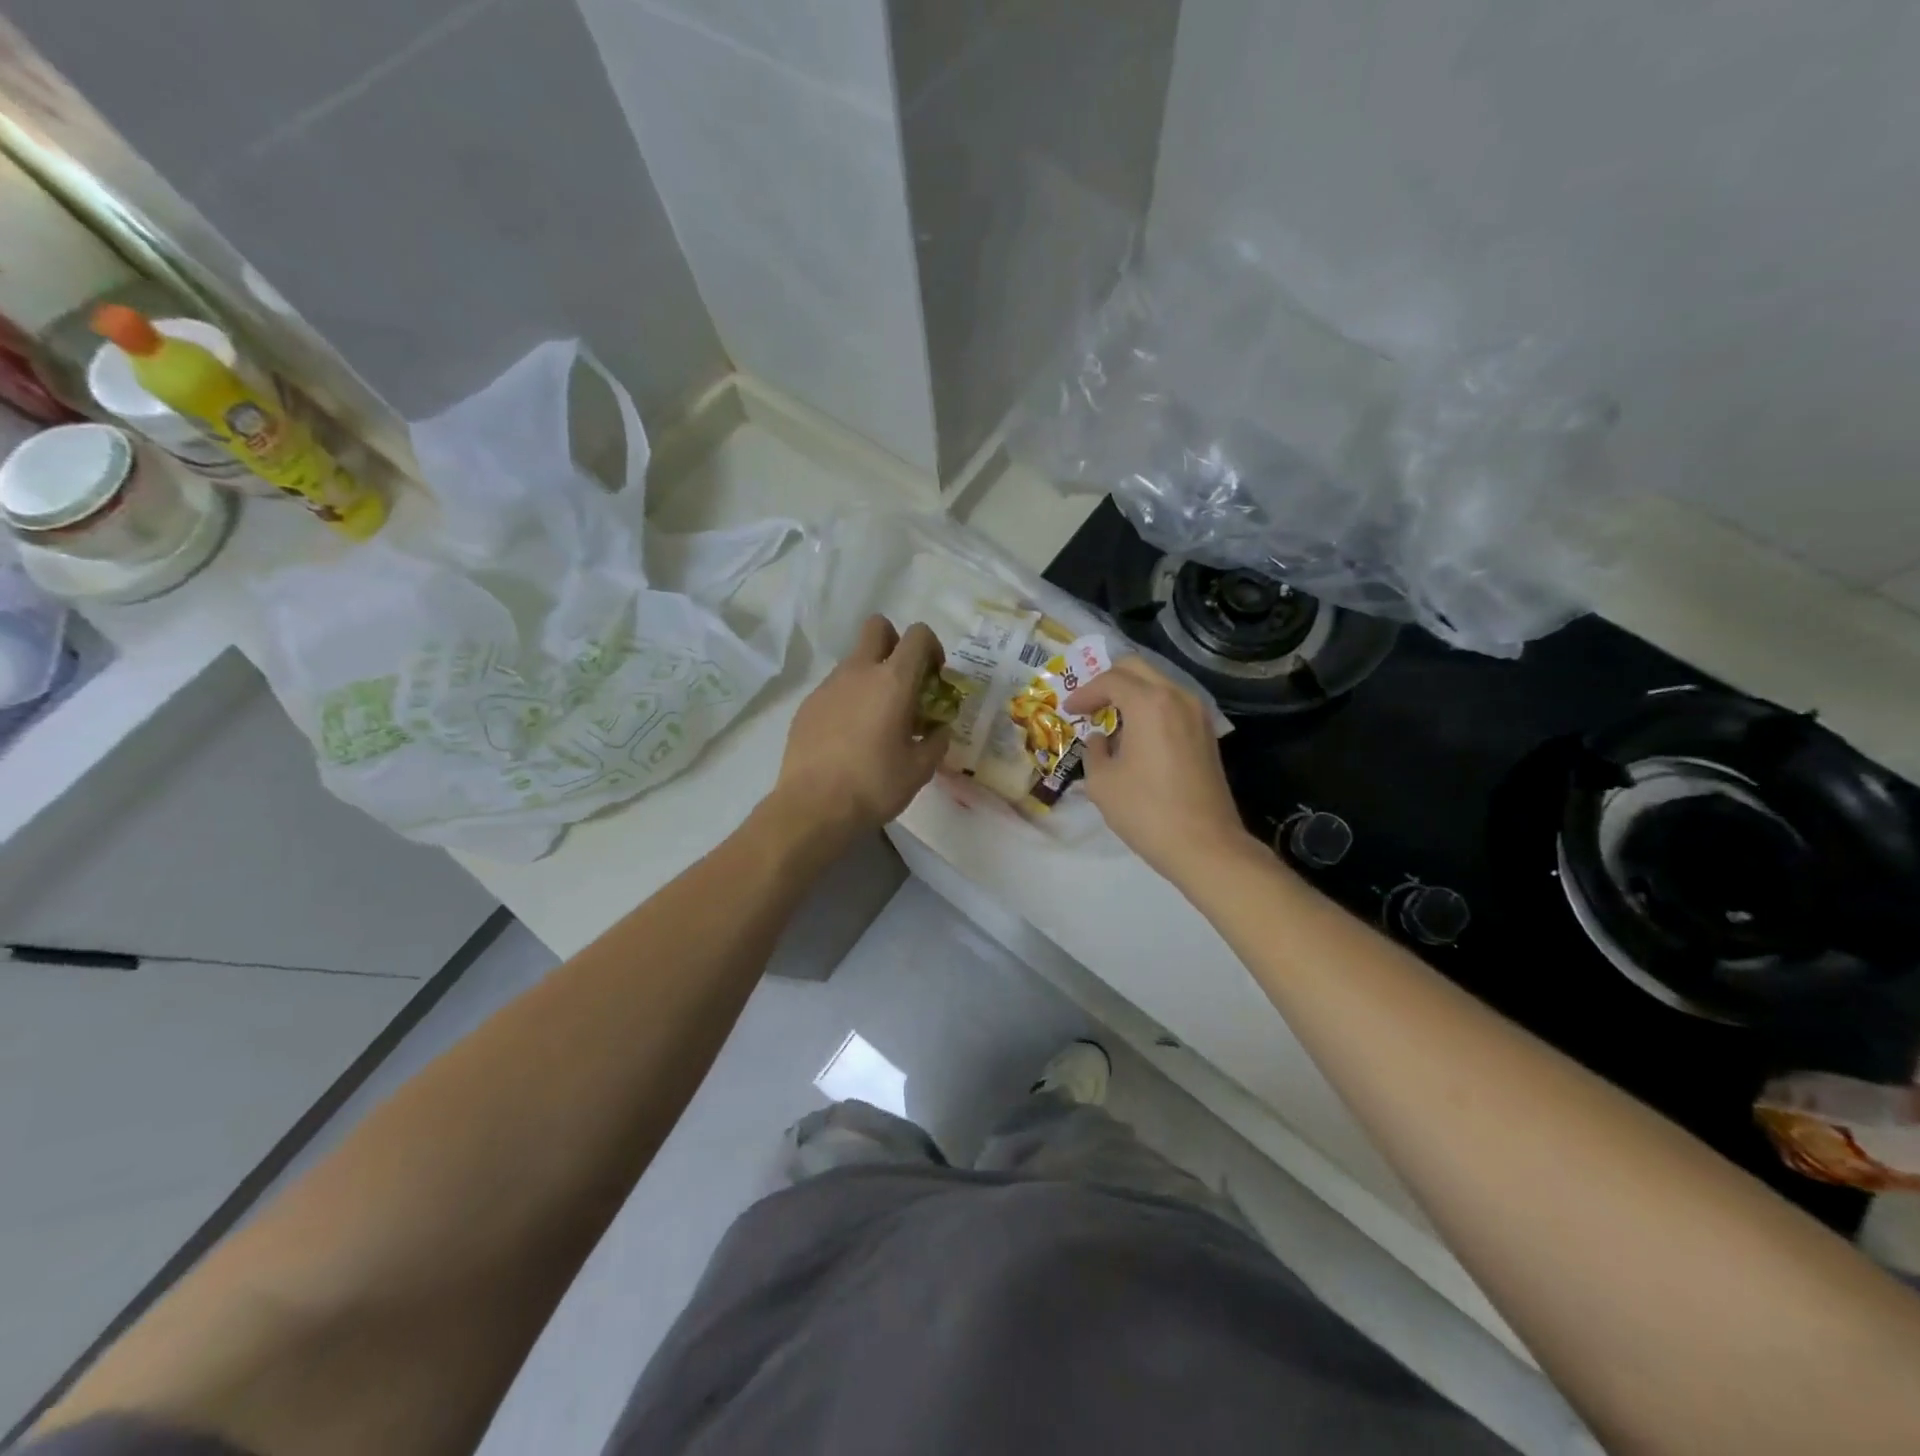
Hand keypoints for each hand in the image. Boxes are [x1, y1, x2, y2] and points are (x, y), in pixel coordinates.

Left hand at [769, 615, 949, 849]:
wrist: (813, 806)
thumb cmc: (875, 785)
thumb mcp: (920, 769)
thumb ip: (936, 742)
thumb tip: (939, 731)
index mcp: (893, 681)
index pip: (917, 635)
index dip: (931, 646)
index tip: (934, 676)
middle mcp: (859, 672)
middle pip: (877, 627)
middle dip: (895, 643)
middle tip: (903, 681)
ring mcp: (828, 686)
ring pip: (854, 661)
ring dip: (871, 676)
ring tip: (877, 720)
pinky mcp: (807, 705)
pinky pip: (835, 689)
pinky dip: (848, 700)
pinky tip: (849, 737)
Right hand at [1066, 656, 1253, 884]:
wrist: (1205, 845)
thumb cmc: (1146, 811)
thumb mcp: (1102, 782)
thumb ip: (1094, 751)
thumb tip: (1100, 740)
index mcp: (1149, 703)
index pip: (1110, 680)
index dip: (1084, 693)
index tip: (1069, 710)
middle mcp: (1178, 697)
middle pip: (1137, 669)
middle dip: (1108, 682)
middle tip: (1089, 705)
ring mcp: (1198, 714)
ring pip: (1158, 684)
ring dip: (1131, 694)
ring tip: (1110, 721)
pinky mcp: (1207, 734)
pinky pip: (1172, 704)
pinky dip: (1150, 709)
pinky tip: (1136, 736)